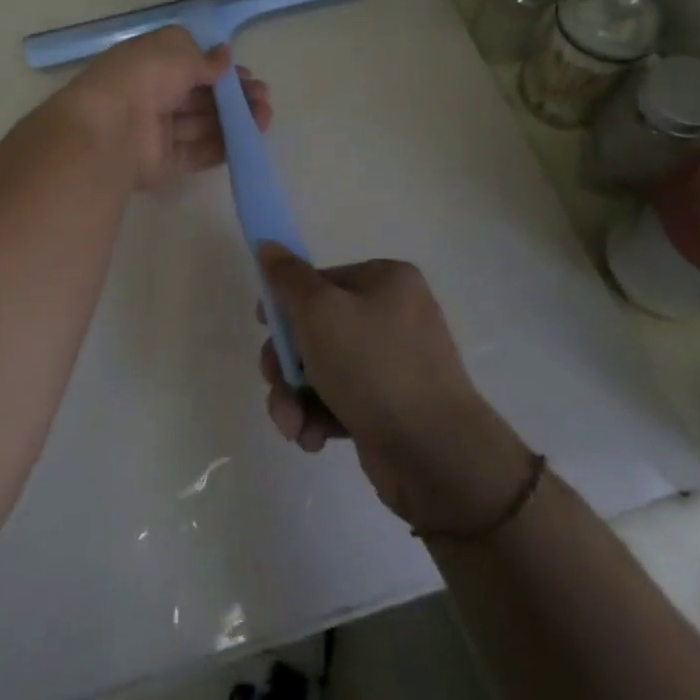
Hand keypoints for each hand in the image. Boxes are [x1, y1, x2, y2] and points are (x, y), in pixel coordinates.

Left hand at [58, 26, 272, 191]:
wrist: (110, 130)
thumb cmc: (143, 77)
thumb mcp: (177, 51)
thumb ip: (205, 58)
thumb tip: (224, 56)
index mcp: (149, 63)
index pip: (189, 64)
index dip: (219, 69)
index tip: (245, 74)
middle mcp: (152, 95)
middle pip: (199, 96)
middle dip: (234, 96)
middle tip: (264, 97)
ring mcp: (157, 131)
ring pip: (202, 124)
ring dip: (235, 120)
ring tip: (265, 118)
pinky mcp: (163, 162)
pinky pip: (196, 153)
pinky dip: (222, 147)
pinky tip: (248, 142)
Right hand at [256, 247, 533, 535]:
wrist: (435, 454)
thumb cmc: (374, 367)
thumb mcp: (320, 311)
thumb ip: (288, 278)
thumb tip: (269, 245)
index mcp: (386, 281)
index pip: (321, 280)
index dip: (287, 302)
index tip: (263, 326)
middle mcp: (393, 316)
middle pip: (316, 327)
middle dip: (286, 360)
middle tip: (274, 379)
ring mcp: (393, 364)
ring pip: (322, 368)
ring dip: (295, 395)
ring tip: (291, 423)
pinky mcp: (388, 407)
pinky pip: (339, 400)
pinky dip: (319, 416)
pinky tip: (312, 437)